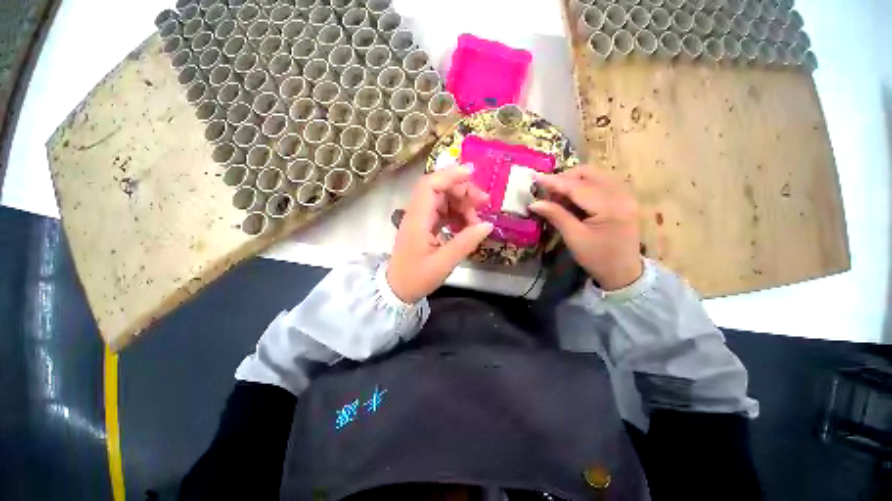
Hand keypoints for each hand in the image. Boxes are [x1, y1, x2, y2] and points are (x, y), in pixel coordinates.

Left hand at [387, 165, 493, 302]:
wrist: (397, 289)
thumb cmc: (416, 278)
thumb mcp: (443, 263)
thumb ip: (465, 242)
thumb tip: (487, 225)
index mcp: (417, 220)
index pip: (430, 186)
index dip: (450, 175)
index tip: (472, 173)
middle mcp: (417, 214)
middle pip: (439, 189)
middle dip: (462, 191)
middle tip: (484, 202)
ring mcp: (420, 219)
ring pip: (442, 200)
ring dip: (461, 204)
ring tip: (476, 220)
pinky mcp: (424, 226)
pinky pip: (442, 212)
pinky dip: (456, 215)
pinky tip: (467, 226)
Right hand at [530, 166, 642, 290]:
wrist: (623, 272)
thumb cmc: (597, 258)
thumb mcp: (574, 237)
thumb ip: (556, 215)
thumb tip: (534, 203)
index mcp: (610, 207)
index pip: (578, 187)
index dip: (554, 181)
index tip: (535, 176)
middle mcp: (621, 194)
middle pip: (589, 174)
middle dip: (565, 179)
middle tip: (548, 193)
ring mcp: (625, 195)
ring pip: (594, 176)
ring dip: (573, 182)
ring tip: (558, 198)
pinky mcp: (623, 198)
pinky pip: (600, 183)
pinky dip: (583, 186)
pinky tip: (573, 199)